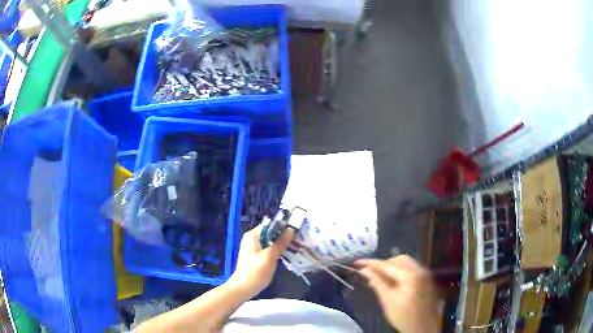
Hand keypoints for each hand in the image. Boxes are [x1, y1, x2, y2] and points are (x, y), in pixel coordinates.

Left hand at [228, 224, 293, 297]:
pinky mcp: (256, 257)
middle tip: (298, 240)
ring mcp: (253, 248)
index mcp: (253, 236)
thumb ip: (280, 243)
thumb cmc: (255, 272)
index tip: (296, 231)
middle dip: (284, 236)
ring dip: (281, 244)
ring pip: (270, 242)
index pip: (270, 225)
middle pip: (271, 233)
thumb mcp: (270, 257)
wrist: (243, 288)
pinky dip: (276, 251)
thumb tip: (290, 230)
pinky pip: (268, 249)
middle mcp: (252, 239)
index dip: (283, 227)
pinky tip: (286, 255)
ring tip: (296, 247)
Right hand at [355, 255, 439, 332]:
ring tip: (380, 276)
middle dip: (383, 263)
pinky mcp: (427, 278)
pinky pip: (412, 268)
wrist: (423, 327)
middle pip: (398, 259)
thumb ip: (377, 283)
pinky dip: (401, 270)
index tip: (357, 263)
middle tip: (370, 272)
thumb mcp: (387, 300)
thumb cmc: (403, 316)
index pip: (387, 265)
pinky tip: (393, 280)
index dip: (371, 263)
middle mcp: (420, 270)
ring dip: (392, 266)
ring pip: (406, 262)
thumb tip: (365, 271)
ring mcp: (425, 273)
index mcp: (410, 275)